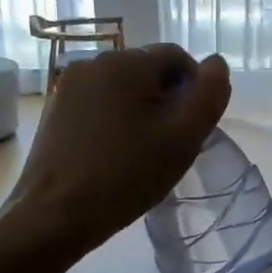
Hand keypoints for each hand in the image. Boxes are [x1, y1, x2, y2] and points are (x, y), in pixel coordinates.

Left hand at [2, 45, 230, 257]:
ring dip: (144, 111)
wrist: (54, 215)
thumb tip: (217, 64)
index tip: (196, 127)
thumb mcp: (183, 137)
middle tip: (174, 143)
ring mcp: (69, 87)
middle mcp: (94, 63)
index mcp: (126, 62)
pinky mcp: (56, 110)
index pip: (178, 57)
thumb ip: (210, 94)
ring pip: (125, 89)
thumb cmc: (126, 174)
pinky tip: (118, 154)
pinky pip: (101, 104)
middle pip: (149, 71)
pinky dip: (118, 121)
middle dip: (169, 100)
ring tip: (146, 151)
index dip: (197, 88)